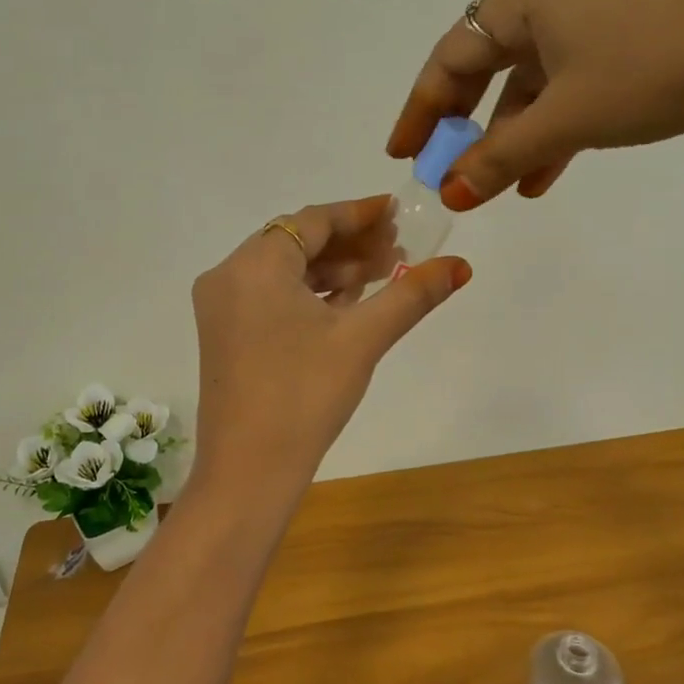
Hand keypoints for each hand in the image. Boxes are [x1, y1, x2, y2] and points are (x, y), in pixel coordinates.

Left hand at [190, 196, 470, 497]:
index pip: (312, 221)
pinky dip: (310, 294)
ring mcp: (222, 308)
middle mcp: (228, 276)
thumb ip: (411, 295)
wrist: (248, 471)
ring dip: (333, 270)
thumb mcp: (362, 339)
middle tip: (399, 247)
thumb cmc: (304, 396)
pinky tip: (350, 301)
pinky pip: (272, 297)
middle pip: (297, 242)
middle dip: (350, 243)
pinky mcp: (225, 335)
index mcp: (253, 265)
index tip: (399, 212)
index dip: (359, 213)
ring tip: (384, 273)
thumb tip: (461, 265)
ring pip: (285, 271)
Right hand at [387, 0, 683, 208]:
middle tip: (448, 169)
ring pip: (532, 78)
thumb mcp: (567, 119)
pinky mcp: (628, 28)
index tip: (402, 155)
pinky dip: (554, 123)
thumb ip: (499, 157)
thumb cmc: (654, 69)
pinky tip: (547, 170)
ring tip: (504, 188)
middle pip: (487, 65)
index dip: (421, 111)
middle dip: (467, 125)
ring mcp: (594, 7)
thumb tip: (449, 193)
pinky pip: (570, 78)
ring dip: (515, 134)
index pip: (450, 57)